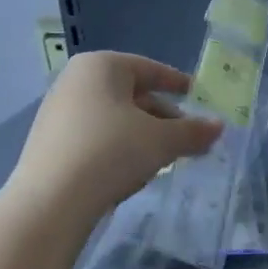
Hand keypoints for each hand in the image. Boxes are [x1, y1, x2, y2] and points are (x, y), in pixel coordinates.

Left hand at [11, 52, 221, 221]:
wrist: (51, 202)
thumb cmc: (112, 152)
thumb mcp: (162, 141)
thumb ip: (193, 131)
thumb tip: (218, 127)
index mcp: (101, 66)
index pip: (150, 69)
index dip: (178, 83)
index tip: (197, 96)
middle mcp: (75, 81)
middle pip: (132, 95)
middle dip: (163, 117)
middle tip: (188, 138)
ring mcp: (57, 112)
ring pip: (114, 118)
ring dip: (143, 135)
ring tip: (165, 158)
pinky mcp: (49, 143)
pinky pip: (95, 137)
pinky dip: (118, 148)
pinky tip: (132, 172)